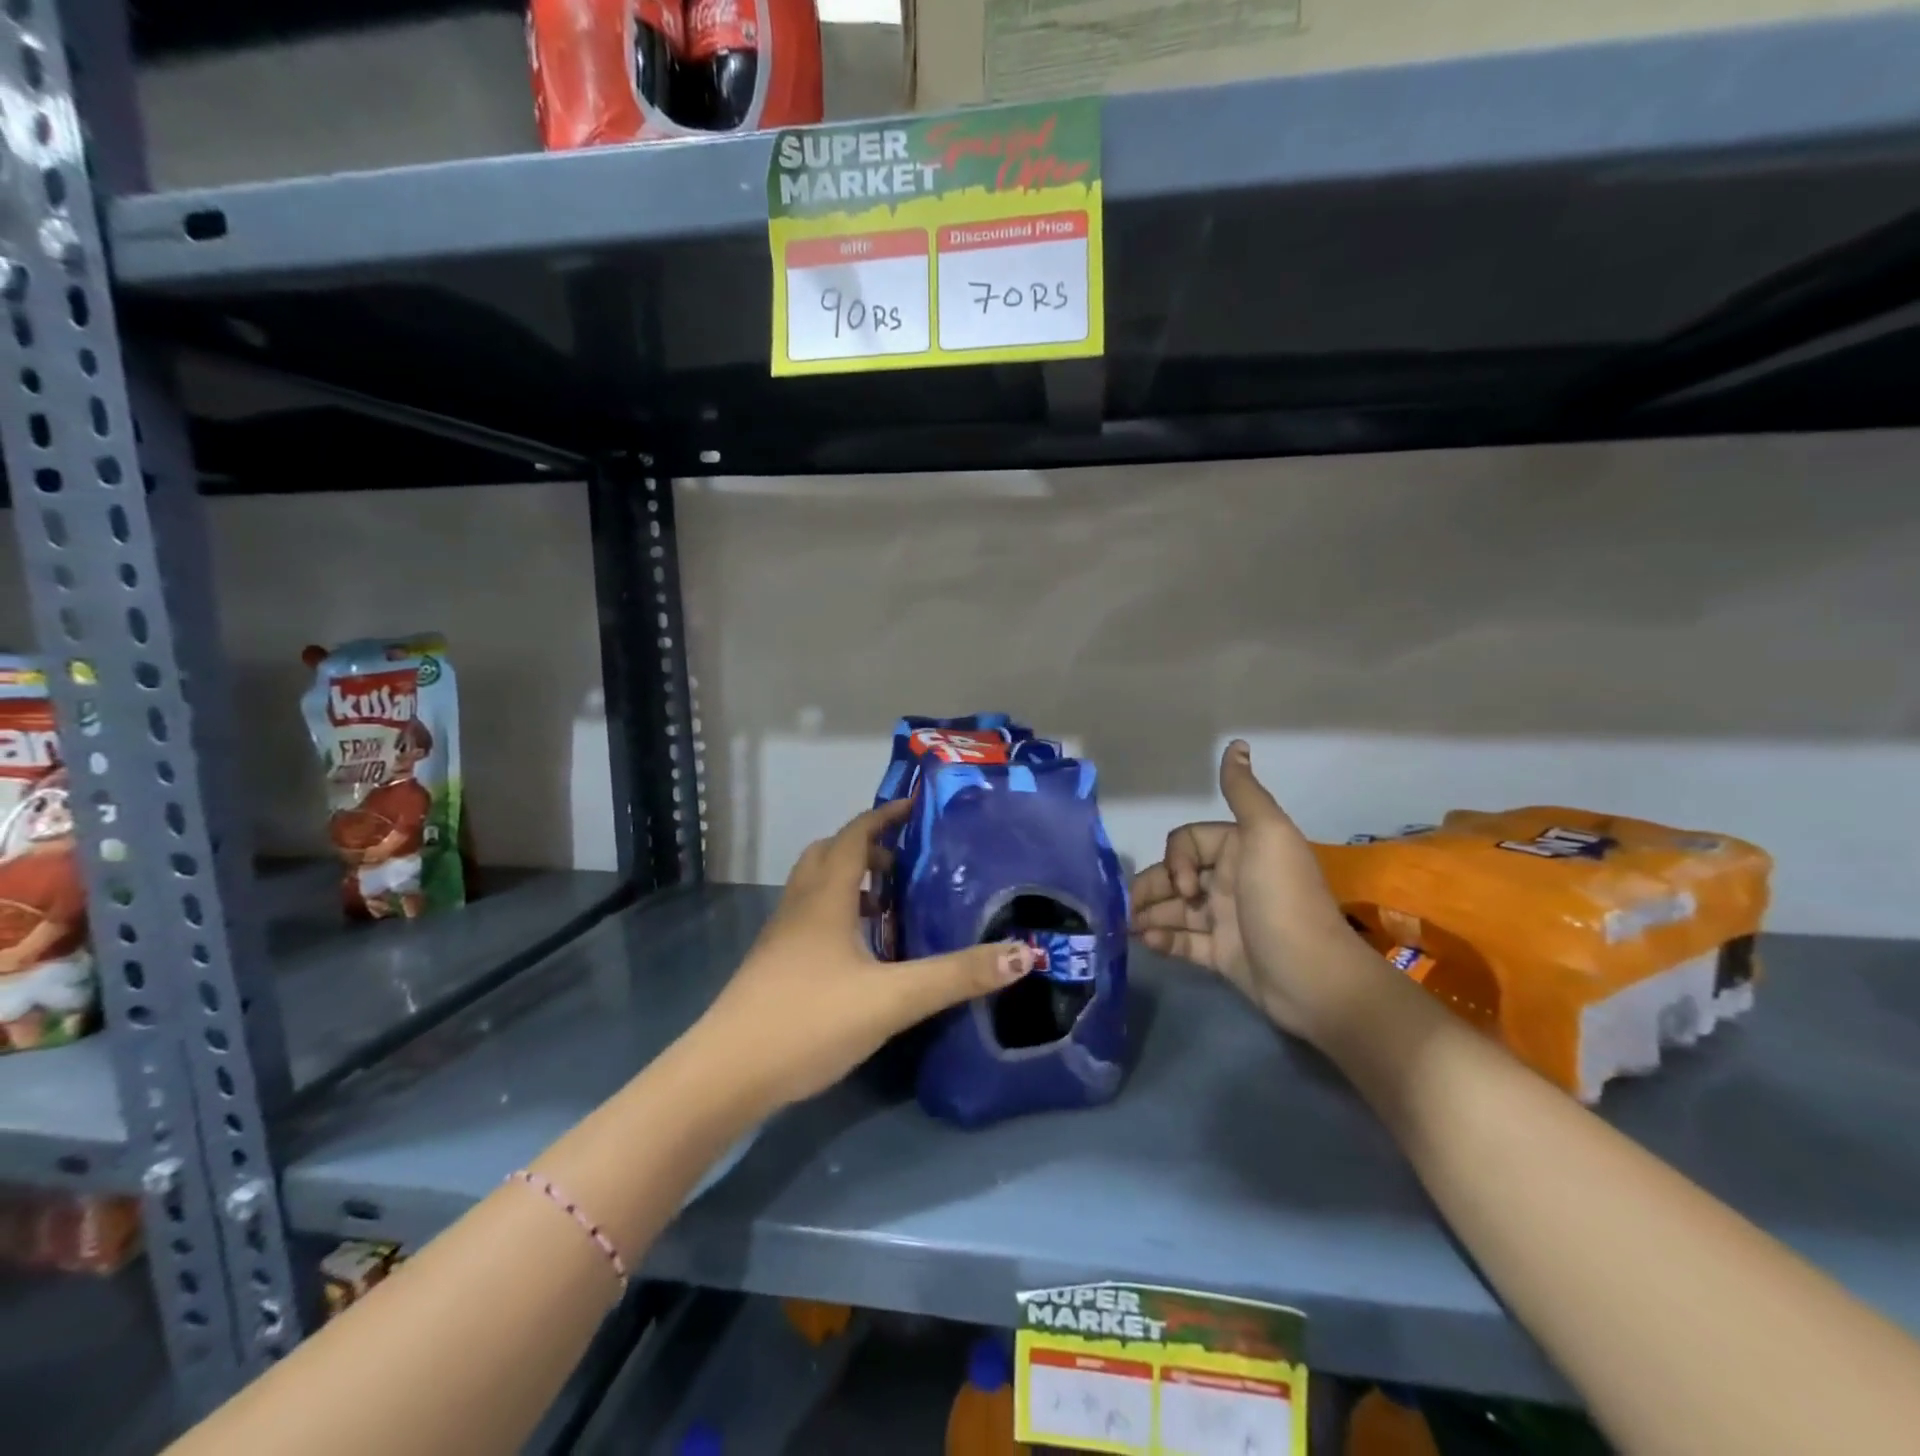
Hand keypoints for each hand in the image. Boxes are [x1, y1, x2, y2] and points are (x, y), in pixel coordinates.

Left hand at [692, 798, 1036, 1111]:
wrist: (725, 1076)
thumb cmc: (808, 1021)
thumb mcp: (892, 999)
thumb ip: (956, 976)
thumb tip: (1024, 954)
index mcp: (825, 898)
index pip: (854, 836)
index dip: (884, 816)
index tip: (914, 807)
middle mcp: (799, 907)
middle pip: (829, 855)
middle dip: (867, 848)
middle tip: (905, 863)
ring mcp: (780, 938)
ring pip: (816, 889)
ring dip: (850, 883)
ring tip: (890, 906)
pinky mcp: (773, 966)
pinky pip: (810, 919)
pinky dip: (837, 915)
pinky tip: (861, 954)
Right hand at [1130, 740, 1376, 1039]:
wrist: (1312, 978)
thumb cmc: (1283, 901)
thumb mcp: (1267, 836)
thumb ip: (1244, 792)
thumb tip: (1237, 744)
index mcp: (1240, 850)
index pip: (1187, 842)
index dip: (1176, 859)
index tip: (1184, 884)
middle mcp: (1230, 881)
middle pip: (1174, 875)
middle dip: (1152, 887)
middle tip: (1132, 909)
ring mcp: (1224, 919)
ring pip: (1174, 908)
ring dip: (1149, 913)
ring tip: (1130, 927)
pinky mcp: (1221, 955)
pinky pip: (1182, 941)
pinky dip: (1161, 939)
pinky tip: (1146, 942)